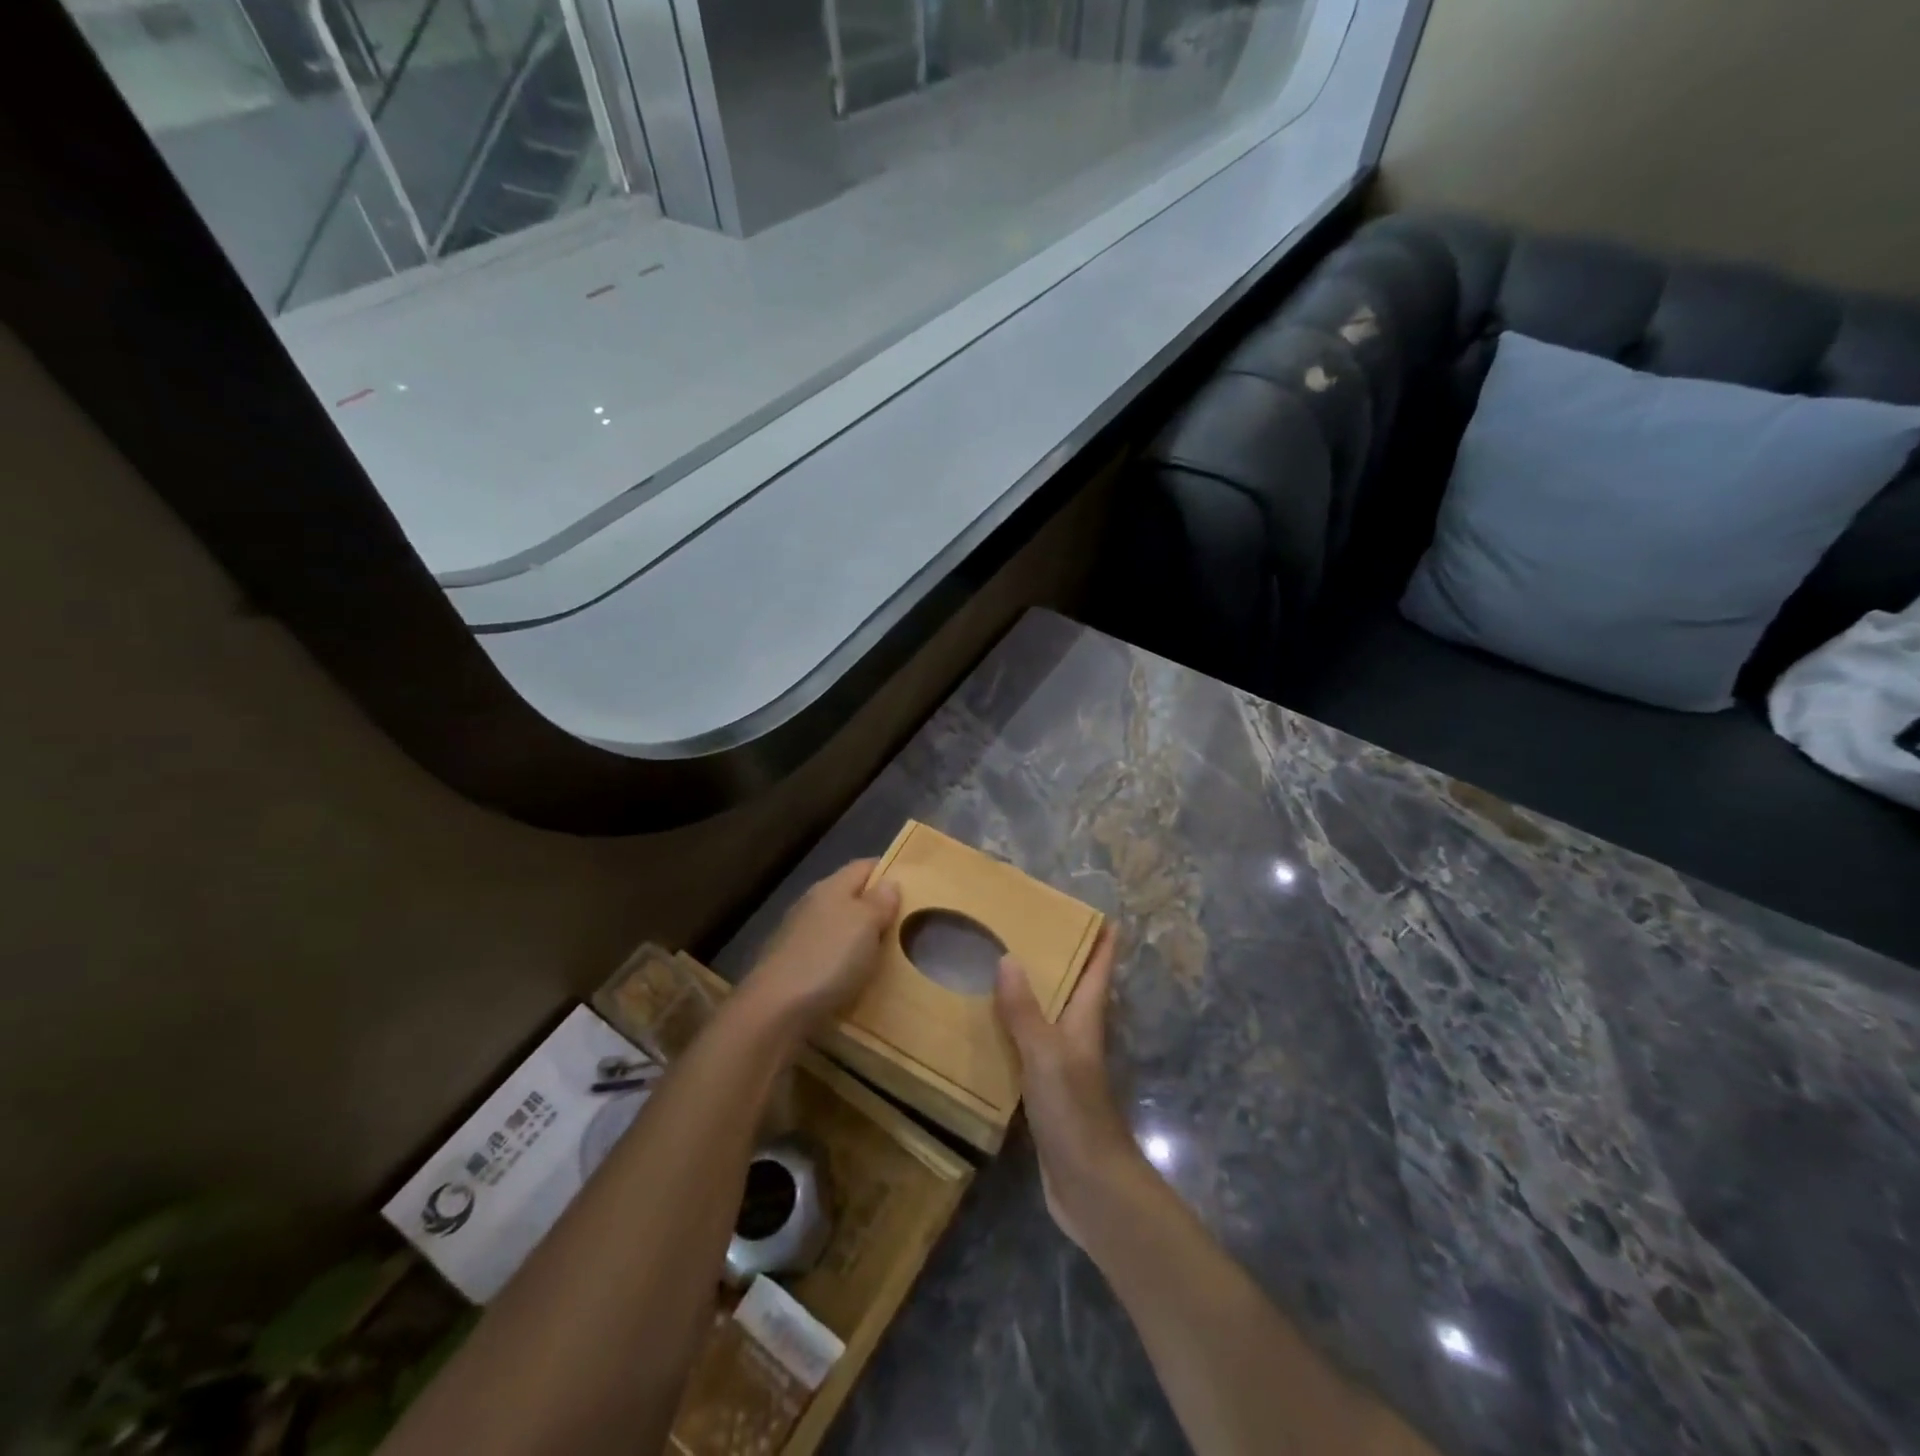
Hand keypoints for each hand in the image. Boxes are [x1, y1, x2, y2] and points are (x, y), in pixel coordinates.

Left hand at [739, 860, 899, 1035]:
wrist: (775, 1011)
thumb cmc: (828, 959)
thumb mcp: (865, 924)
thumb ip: (879, 901)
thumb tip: (889, 882)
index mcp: (830, 888)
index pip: (862, 866)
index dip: (888, 870)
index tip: (914, 884)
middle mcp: (811, 906)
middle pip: (849, 897)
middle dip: (875, 908)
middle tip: (908, 923)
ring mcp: (798, 938)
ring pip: (837, 928)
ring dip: (859, 938)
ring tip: (888, 953)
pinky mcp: (792, 969)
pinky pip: (827, 956)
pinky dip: (844, 963)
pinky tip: (857, 978)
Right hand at [995, 926, 1153, 1249]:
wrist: (1089, 1185)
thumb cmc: (1074, 1111)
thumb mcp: (1045, 1054)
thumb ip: (1025, 1010)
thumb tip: (1008, 958)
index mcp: (1086, 1020)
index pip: (1100, 969)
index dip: (1103, 939)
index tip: (1096, 909)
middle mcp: (1077, 1036)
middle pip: (1074, 987)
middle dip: (1060, 957)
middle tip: (1028, 925)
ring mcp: (1063, 1064)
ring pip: (1048, 1015)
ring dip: (1031, 992)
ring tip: (997, 963)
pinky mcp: (1045, 1090)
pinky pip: (1026, 1046)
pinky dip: (1010, 1029)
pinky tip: (984, 1025)